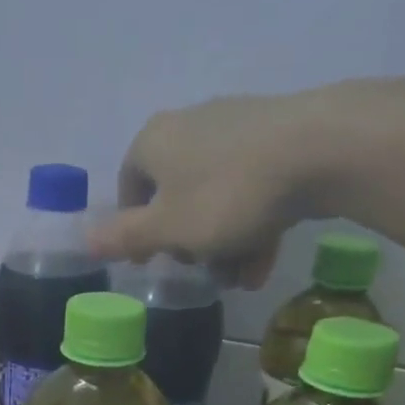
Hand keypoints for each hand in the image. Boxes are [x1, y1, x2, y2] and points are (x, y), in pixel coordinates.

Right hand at [88, 89, 342, 286]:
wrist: (321, 150)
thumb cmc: (227, 195)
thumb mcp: (168, 229)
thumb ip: (125, 237)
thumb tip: (84, 240)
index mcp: (155, 141)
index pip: (130, 185)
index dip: (137, 228)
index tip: (151, 261)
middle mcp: (192, 125)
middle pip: (179, 195)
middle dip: (189, 243)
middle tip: (202, 272)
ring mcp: (239, 128)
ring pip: (220, 198)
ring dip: (225, 245)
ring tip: (239, 280)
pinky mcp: (280, 138)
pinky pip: (254, 189)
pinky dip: (254, 226)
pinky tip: (263, 264)